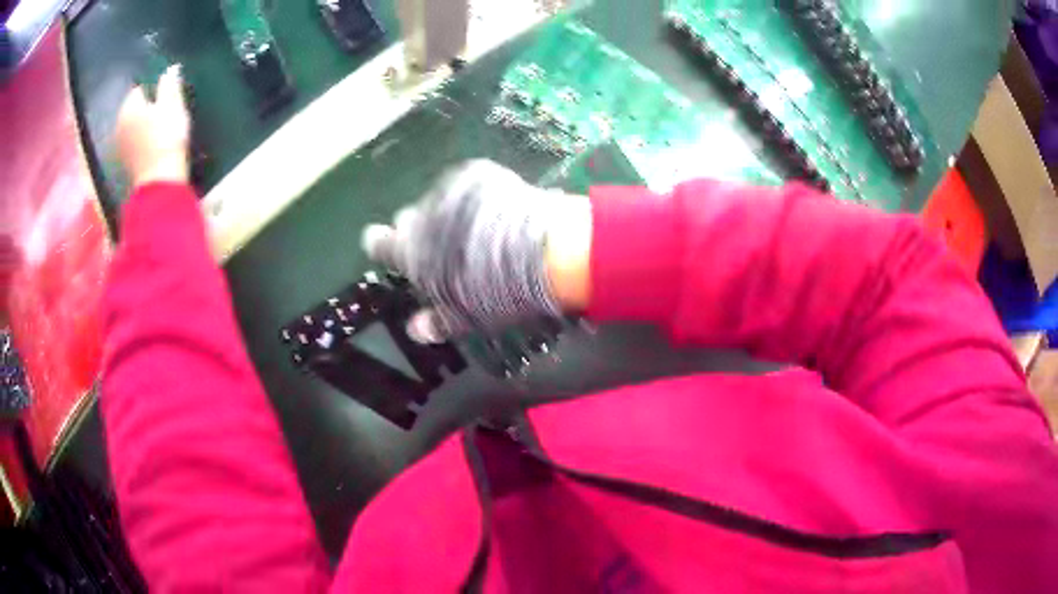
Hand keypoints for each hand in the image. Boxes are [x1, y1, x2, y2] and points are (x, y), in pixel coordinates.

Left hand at [116, 64, 190, 187]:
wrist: (160, 181)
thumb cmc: (166, 137)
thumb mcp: (172, 104)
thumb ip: (170, 83)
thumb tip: (171, 68)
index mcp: (129, 106)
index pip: (140, 87)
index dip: (154, 87)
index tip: (168, 92)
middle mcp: (120, 124)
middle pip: (135, 108)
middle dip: (148, 105)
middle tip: (166, 108)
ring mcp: (121, 146)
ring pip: (134, 125)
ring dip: (145, 123)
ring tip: (162, 125)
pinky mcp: (127, 163)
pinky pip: (135, 142)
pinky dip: (143, 140)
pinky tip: (155, 143)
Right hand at [362, 160, 590, 342]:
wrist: (541, 249)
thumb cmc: (496, 290)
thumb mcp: (464, 316)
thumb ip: (435, 321)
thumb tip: (415, 330)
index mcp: (410, 250)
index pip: (376, 242)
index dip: (382, 245)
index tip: (389, 248)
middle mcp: (422, 214)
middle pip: (408, 219)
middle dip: (421, 229)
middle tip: (446, 246)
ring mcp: (450, 189)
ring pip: (439, 201)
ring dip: (450, 213)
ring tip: (480, 230)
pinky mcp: (478, 173)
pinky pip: (468, 186)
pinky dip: (476, 197)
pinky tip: (496, 212)